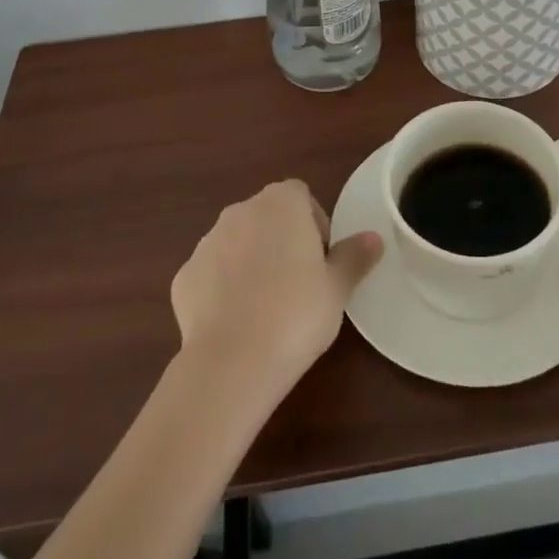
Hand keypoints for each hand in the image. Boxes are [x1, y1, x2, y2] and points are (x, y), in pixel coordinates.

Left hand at [171, 180, 381, 405]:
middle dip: (282, 242)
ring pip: (237, 244)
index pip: (301, 196)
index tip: (321, 260)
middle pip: (267, 217)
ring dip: (251, 263)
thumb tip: (374, 238)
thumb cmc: (296, 314)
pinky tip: (236, 324)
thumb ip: (355, 256)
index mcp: (281, 203)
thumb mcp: (337, 288)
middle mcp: (240, 211)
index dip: (314, 224)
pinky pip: (211, 275)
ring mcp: (207, 242)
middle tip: (299, 285)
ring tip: (267, 309)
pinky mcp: (184, 277)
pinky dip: (222, 290)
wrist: (231, 362)